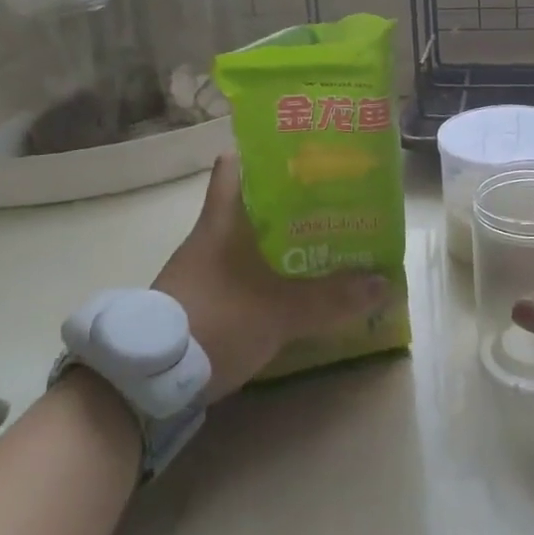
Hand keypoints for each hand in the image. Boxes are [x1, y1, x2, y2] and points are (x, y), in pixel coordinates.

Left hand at [152, 154, 388, 401]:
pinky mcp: (201, 299)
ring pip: (246, 239)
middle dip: (288, 201)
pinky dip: (265, 273)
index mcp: (222, 220)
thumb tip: (385, 283)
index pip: (233, 165)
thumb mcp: (280, 311)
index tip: (300, 153)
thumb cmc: (215, 321)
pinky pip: (240, 272)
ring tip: (321, 241)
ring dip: (278, 241)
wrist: (148, 381)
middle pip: (249, 202)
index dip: (262, 152)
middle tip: (330, 200)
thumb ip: (332, 299)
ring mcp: (202, 269)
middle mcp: (209, 236)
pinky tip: (292, 287)